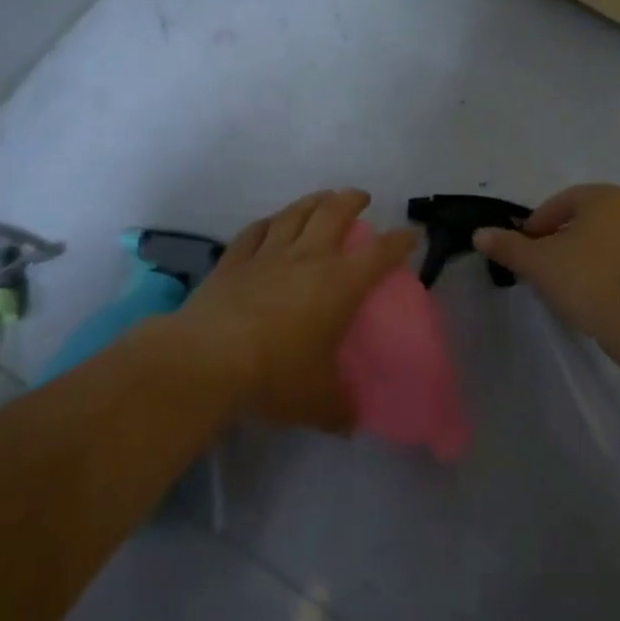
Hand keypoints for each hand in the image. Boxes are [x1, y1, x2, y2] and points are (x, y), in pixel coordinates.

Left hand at [169, 189, 418, 430]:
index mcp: (339, 284)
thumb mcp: (317, 402)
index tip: (411, 234)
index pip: (379, 254)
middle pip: (334, 213)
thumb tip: (350, 422)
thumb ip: (339, 409)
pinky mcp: (233, 261)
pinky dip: (268, 223)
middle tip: (360, 198)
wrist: (208, 359)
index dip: (399, 241)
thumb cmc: (275, 374)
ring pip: (294, 214)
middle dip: (351, 201)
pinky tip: (270, 222)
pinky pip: (254, 231)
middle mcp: (307, 258)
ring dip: (312, 201)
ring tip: (322, 198)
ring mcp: (267, 255)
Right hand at [472, 184, 619, 345]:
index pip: (559, 202)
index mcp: (604, 197)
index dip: (535, 225)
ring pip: (598, 244)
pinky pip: (616, 265)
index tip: (522, 250)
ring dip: (576, 259)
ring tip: (559, 286)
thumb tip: (479, 234)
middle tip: (537, 267)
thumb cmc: (587, 278)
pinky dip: (597, 275)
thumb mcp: (538, 262)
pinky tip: (585, 297)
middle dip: (555, 242)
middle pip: (580, 222)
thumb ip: (508, 246)